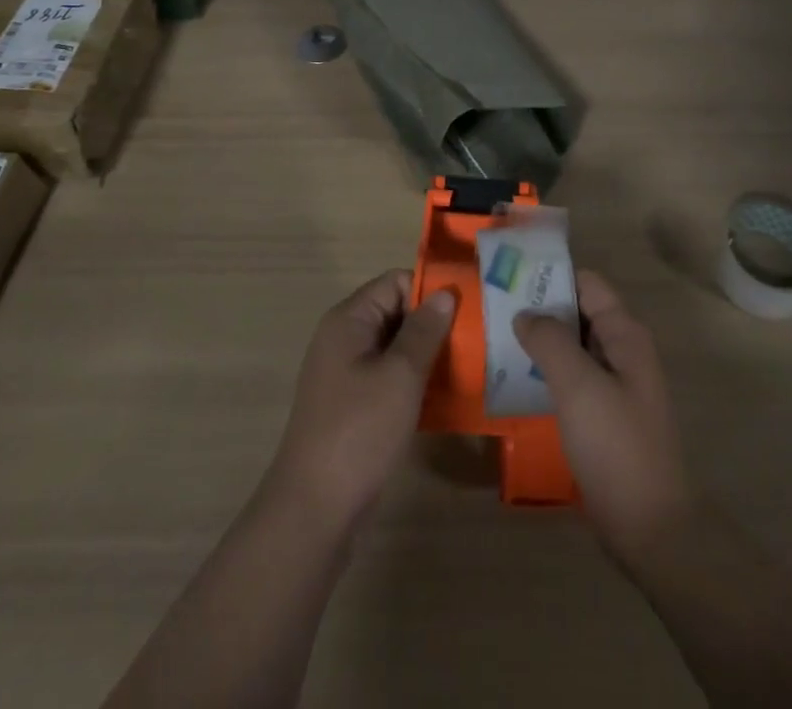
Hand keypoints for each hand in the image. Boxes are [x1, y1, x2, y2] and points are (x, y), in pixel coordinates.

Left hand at [265, 270, 455, 531]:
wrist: (314, 510)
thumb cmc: (359, 431)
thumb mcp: (400, 376)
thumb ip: (424, 330)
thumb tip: (445, 292)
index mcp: (349, 320)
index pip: (396, 282)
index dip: (431, 292)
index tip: (468, 310)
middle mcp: (344, 339)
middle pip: (397, 312)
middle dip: (434, 324)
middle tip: (477, 340)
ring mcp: (347, 374)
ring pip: (396, 348)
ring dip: (428, 356)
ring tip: (470, 367)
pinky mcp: (353, 406)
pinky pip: (390, 378)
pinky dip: (415, 383)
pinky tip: (446, 398)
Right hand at [514, 270, 693, 560]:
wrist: (651, 529)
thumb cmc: (617, 446)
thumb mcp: (579, 386)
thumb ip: (550, 340)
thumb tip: (524, 313)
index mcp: (625, 335)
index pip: (586, 283)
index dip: (551, 274)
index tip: (510, 274)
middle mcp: (622, 352)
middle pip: (577, 313)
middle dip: (539, 307)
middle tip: (492, 306)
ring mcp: (614, 386)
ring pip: (571, 348)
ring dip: (539, 341)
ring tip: (494, 338)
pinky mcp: (603, 417)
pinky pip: (570, 380)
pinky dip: (545, 373)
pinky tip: (513, 380)